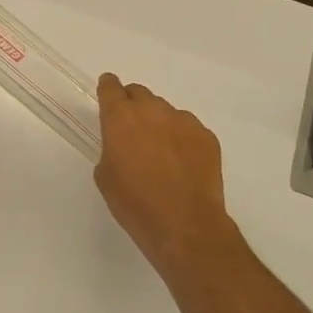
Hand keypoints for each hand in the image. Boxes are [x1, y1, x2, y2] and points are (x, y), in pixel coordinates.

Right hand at [94, 74, 234, 274]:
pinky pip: (188, 129)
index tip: (108, 91)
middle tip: (132, 130)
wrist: (185, 225)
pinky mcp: (207, 136)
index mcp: (121, 118)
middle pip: (140, 94)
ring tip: (161, 154)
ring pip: (166, 112)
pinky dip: (182, 140)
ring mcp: (184, 121)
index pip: (111, 88)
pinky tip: (182, 165)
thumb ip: (111, 148)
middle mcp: (153, 111)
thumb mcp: (106, 176)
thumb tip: (123, 145)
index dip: (108, 88)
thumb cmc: (135, 204)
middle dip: (133, 106)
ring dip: (159, 124)